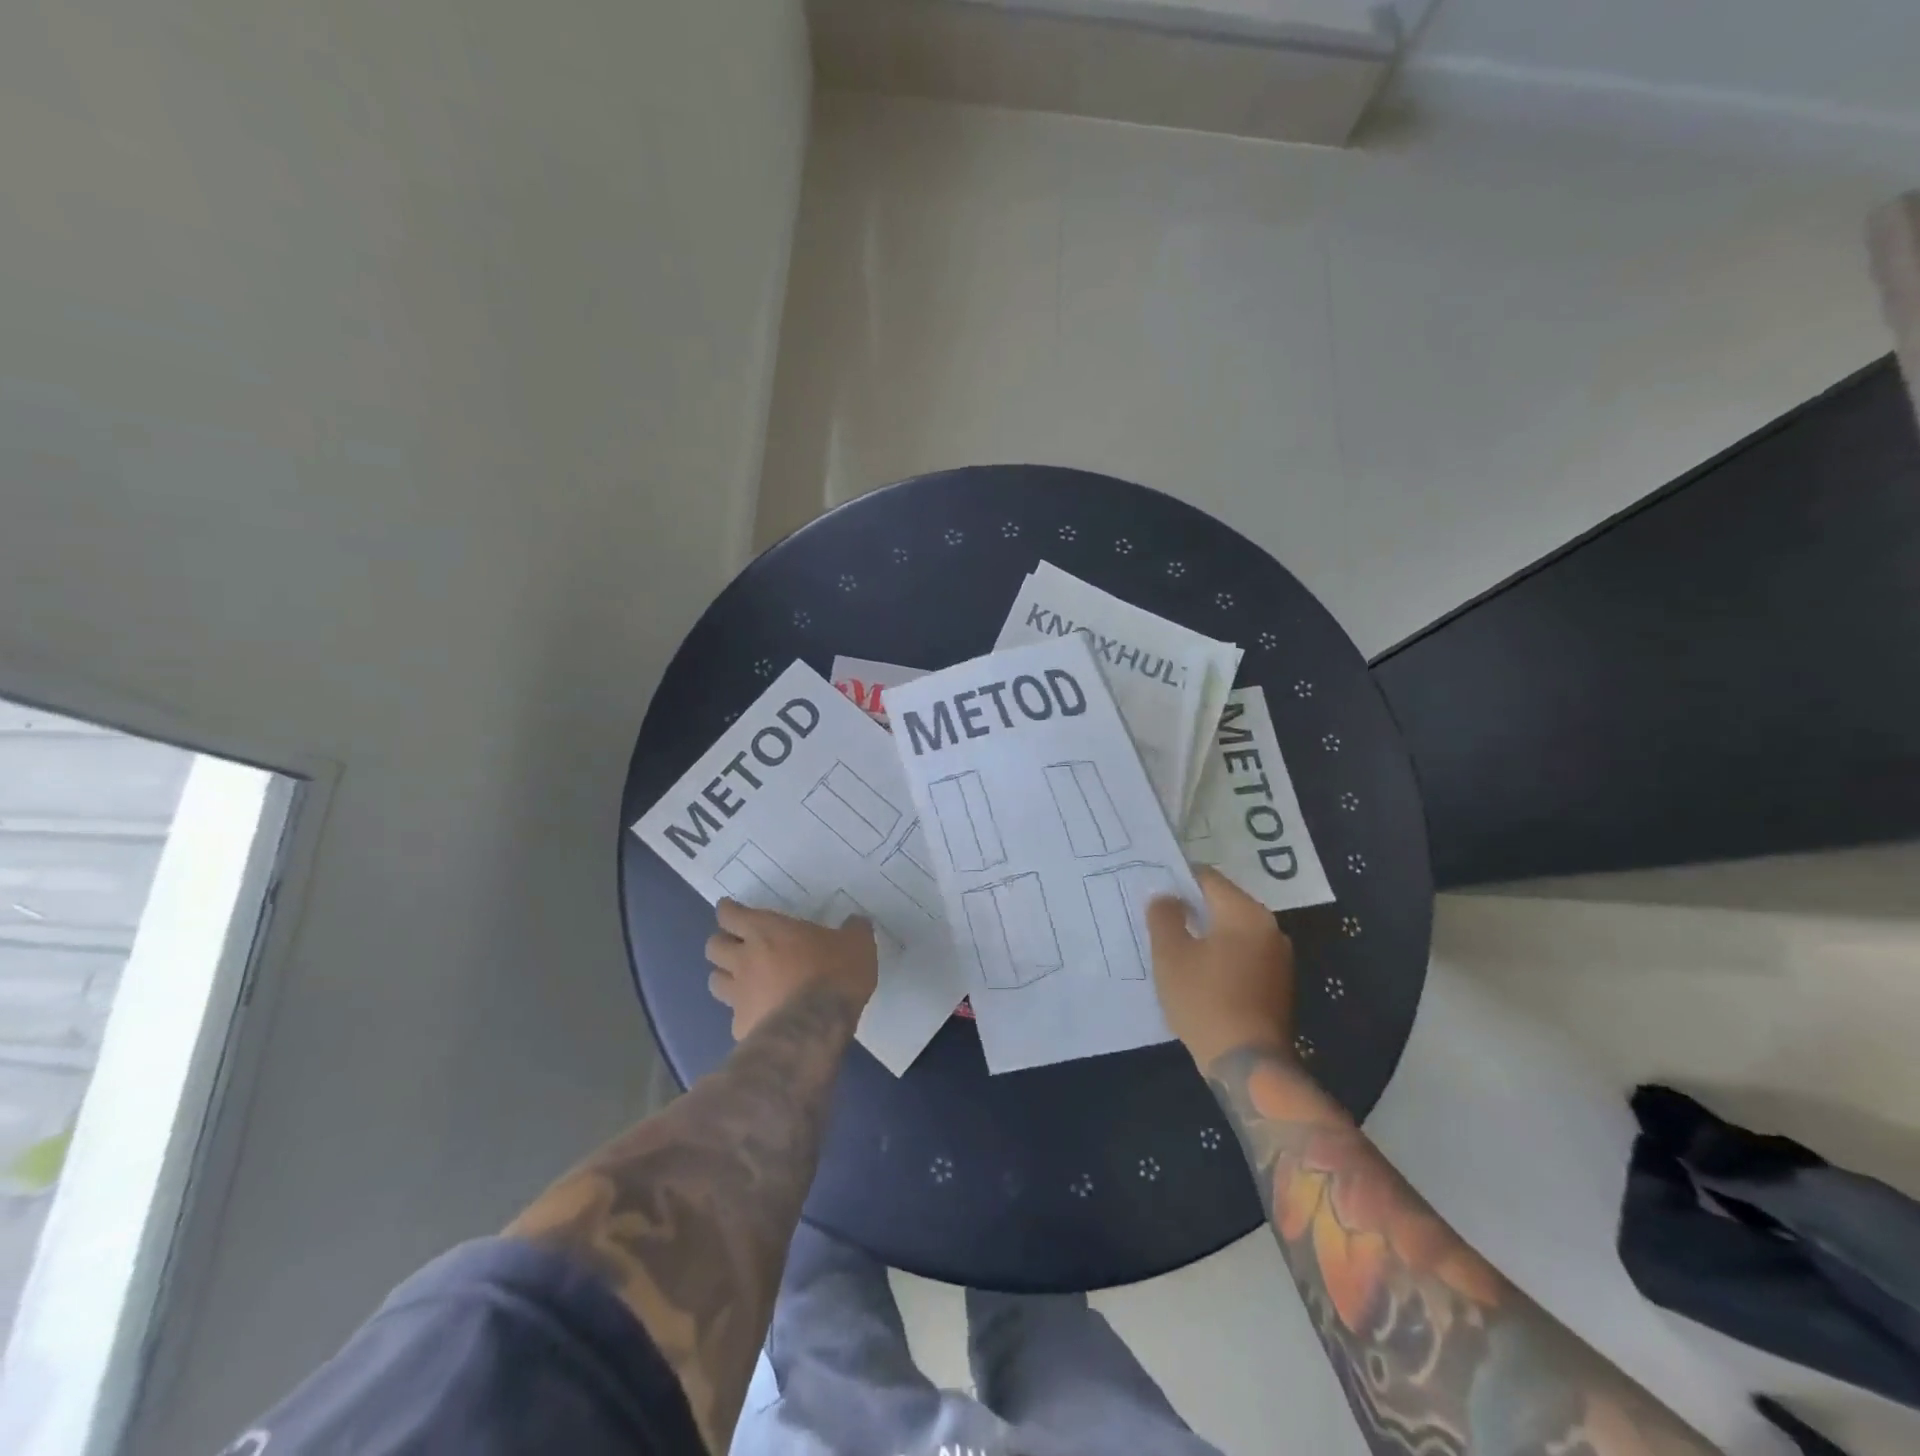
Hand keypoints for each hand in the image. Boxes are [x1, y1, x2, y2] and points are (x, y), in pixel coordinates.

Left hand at [704, 900, 878, 1040]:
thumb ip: (854, 930)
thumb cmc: (834, 974)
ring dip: (725, 978)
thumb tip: (857, 922)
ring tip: (741, 981)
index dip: (728, 911)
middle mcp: (744, 959)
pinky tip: (761, 1018)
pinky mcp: (741, 1027)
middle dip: (722, 944)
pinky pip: (734, 1017)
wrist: (815, 1027)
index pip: (730, 914)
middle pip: (713, 946)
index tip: (731, 910)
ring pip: (715, 981)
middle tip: (738, 945)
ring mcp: (738, 996)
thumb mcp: (857, 944)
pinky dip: (744, 1015)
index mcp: (766, 930)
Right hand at [1147, 868, 1297, 1069]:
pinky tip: (1200, 972)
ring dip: (1207, 934)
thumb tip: (1167, 898)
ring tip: (1176, 947)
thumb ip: (1164, 916)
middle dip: (1192, 908)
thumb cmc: (1204, 1000)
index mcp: (1245, 912)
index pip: (1208, 878)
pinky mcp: (1279, 983)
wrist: (1248, 1064)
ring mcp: (1279, 956)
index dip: (1178, 880)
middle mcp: (1269, 927)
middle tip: (1160, 919)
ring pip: (1234, 930)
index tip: (1154, 891)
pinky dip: (1222, 955)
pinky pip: (1244, 954)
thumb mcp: (1170, 955)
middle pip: (1223, 902)